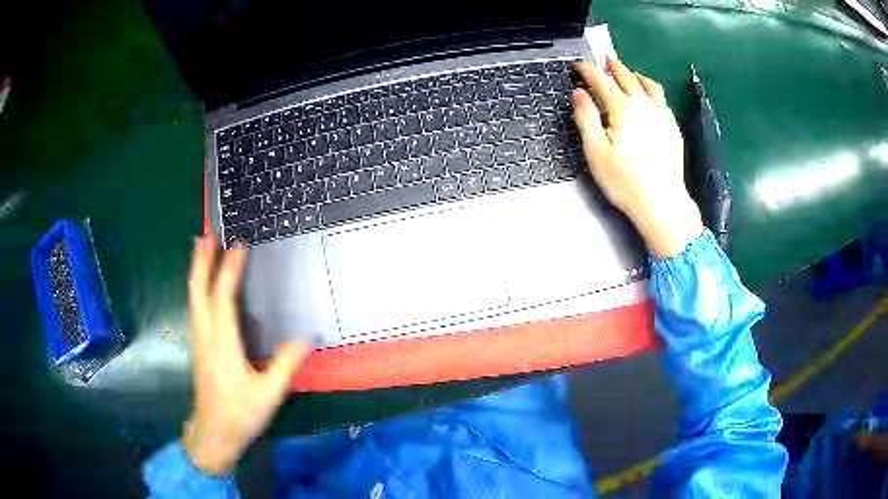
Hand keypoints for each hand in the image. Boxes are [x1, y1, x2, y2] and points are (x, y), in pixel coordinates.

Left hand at [183, 235, 310, 475]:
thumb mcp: (268, 395)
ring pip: (194, 298)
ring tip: (202, 249)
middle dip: (202, 261)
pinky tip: (203, 286)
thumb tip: (305, 339)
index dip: (230, 270)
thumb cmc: (239, 416)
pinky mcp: (200, 348)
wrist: (213, 435)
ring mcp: (200, 342)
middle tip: (208, 233)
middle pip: (199, 291)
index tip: (239, 245)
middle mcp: (206, 337)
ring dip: (197, 271)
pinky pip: (196, 308)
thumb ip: (285, 367)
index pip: (223, 299)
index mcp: (223, 346)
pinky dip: (198, 287)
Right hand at [572, 59, 702, 259]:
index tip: (578, 66)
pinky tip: (651, 98)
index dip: (587, 70)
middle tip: (604, 61)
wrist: (662, 203)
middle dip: (613, 67)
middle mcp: (644, 105)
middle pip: (627, 77)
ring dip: (636, 75)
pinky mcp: (674, 129)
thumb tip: (579, 93)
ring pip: (650, 85)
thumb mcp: (595, 151)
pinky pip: (663, 101)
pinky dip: (653, 92)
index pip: (601, 80)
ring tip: (629, 74)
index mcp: (622, 107)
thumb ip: (586, 117)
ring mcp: (663, 116)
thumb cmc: (624, 181)